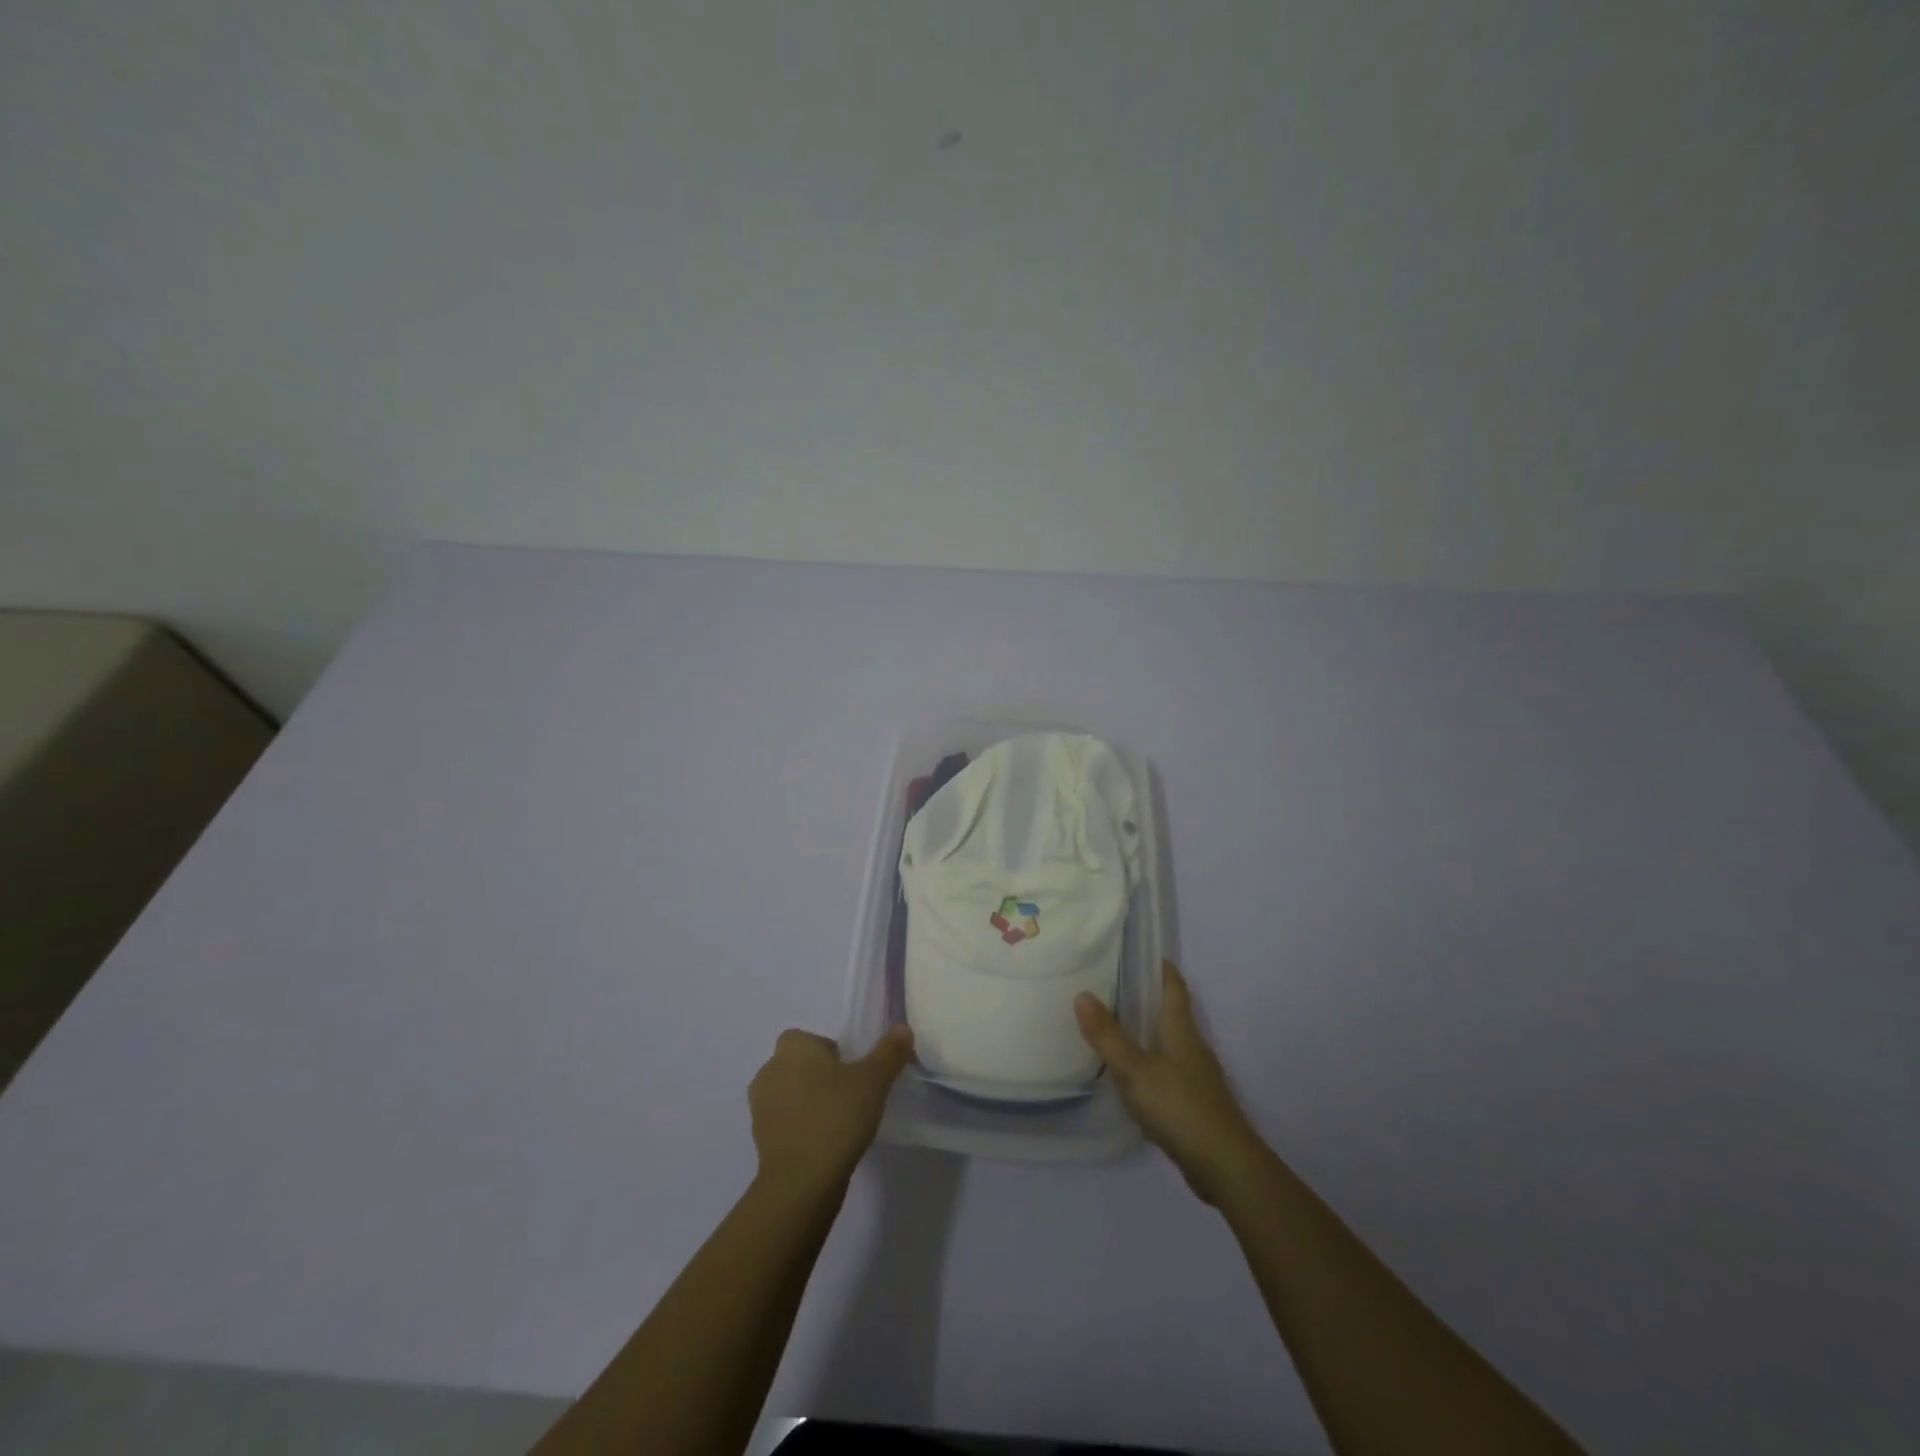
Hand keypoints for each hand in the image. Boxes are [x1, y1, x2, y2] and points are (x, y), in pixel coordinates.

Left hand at [748, 1026, 914, 1199]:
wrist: (801, 1181)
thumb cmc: (836, 1116)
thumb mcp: (874, 1081)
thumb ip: (889, 1052)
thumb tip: (903, 1028)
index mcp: (793, 1048)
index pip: (809, 1039)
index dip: (830, 1052)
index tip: (850, 1073)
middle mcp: (770, 1070)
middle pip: (797, 1064)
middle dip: (817, 1076)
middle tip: (847, 1096)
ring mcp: (759, 1107)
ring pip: (788, 1093)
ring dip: (807, 1102)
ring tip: (836, 1122)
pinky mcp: (759, 1139)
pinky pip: (783, 1122)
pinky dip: (799, 1127)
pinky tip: (822, 1144)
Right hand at [1076, 961, 1267, 1204]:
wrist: (1225, 1166)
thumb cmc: (1180, 1106)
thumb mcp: (1135, 1069)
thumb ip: (1108, 1035)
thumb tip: (1082, 994)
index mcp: (1180, 1027)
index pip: (1173, 984)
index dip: (1158, 964)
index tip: (1134, 951)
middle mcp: (1191, 1044)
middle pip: (1169, 1009)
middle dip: (1143, 995)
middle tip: (1106, 984)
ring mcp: (1195, 1074)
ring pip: (1166, 1039)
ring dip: (1143, 1029)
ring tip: (1109, 1023)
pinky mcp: (1193, 1100)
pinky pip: (1166, 1067)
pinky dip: (1147, 1060)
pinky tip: (1127, 1072)